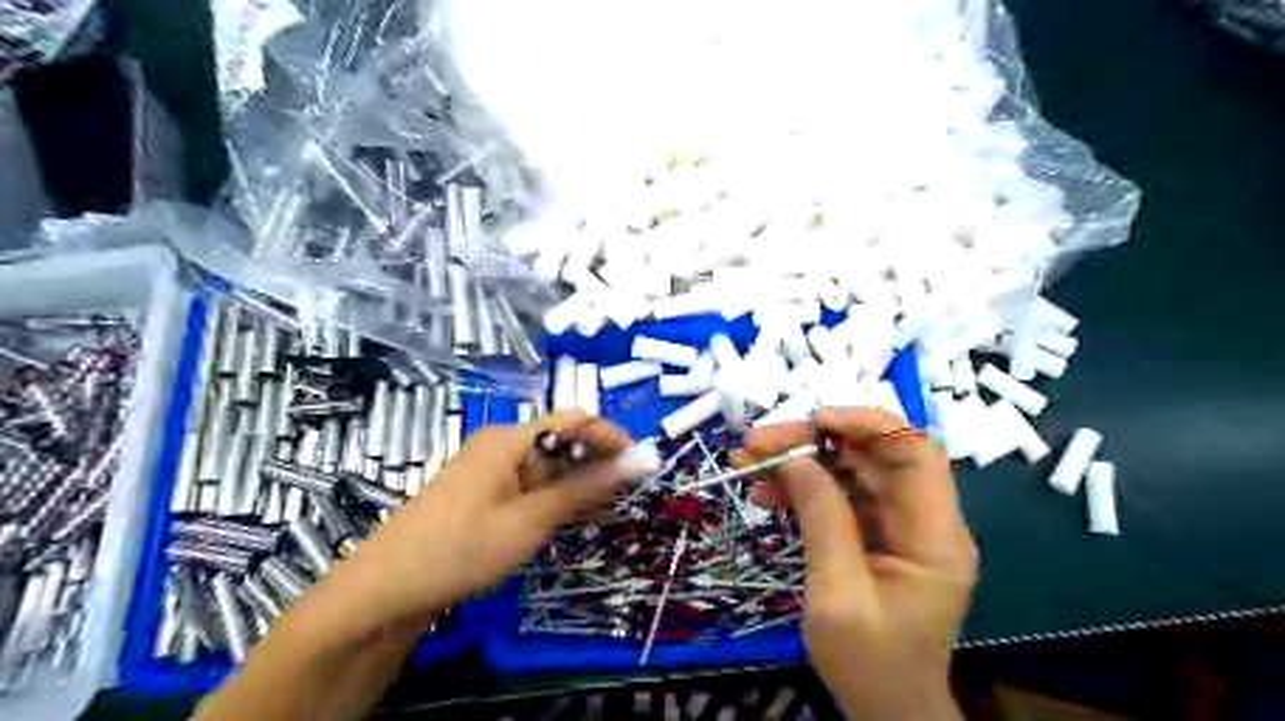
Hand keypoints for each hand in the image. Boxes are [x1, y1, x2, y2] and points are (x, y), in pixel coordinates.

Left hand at [294, 410, 631, 648]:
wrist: (385, 589)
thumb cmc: (461, 548)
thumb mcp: (529, 520)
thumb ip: (582, 489)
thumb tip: (632, 463)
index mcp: (510, 439)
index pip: (573, 422)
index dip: (610, 437)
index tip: (642, 464)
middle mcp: (501, 446)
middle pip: (561, 443)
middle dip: (598, 463)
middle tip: (630, 493)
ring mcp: (490, 471)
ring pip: (548, 468)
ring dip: (580, 484)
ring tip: (612, 507)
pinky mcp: (484, 495)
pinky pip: (530, 487)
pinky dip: (556, 499)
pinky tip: (577, 517)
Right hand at [743, 408, 973, 718]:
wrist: (884, 709)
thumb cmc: (869, 665)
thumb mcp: (838, 596)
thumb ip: (822, 521)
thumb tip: (794, 458)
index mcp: (935, 537)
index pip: (915, 452)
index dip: (868, 423)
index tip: (814, 420)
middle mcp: (922, 520)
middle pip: (873, 455)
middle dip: (814, 440)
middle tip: (758, 442)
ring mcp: (896, 525)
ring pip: (849, 469)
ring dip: (800, 461)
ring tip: (749, 464)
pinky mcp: (873, 534)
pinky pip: (837, 495)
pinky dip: (801, 488)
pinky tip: (765, 495)